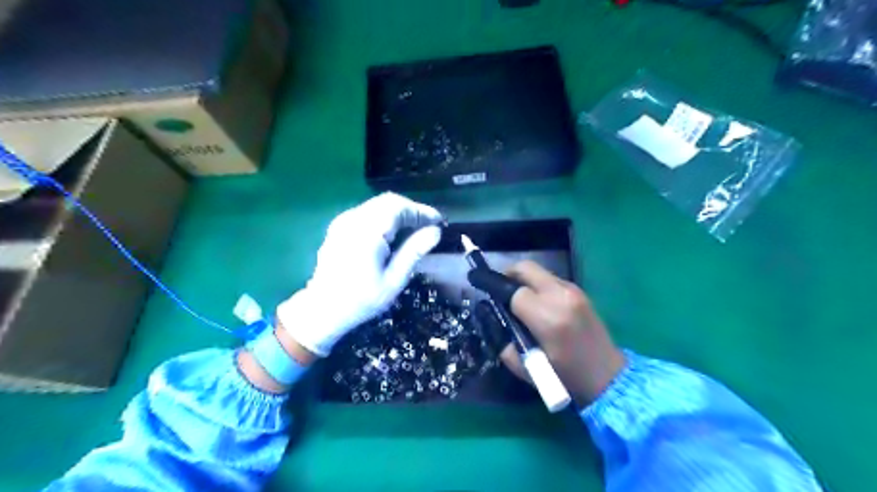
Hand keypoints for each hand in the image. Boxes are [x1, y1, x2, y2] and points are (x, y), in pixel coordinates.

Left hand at [282, 193, 441, 357]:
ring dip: (399, 212)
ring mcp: (343, 221)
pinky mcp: (339, 226)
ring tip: (414, 229)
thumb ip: (414, 251)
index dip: (421, 211)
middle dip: (411, 210)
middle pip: (388, 201)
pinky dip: (385, 216)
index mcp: (367, 232)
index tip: (438, 222)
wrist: (323, 309)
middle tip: (428, 226)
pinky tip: (393, 233)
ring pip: (378, 204)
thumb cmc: (362, 299)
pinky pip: (367, 212)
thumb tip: (435, 231)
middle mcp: (353, 219)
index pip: (399, 207)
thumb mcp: (394, 280)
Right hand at [500, 259, 621, 405]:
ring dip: (524, 280)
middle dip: (508, 274)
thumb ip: (505, 343)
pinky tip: (537, 302)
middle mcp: (560, 297)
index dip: (496, 290)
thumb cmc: (566, 377)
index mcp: (547, 317)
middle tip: (499, 289)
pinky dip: (538, 285)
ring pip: (539, 272)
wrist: (608, 376)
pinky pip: (551, 279)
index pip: (513, 291)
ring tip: (518, 298)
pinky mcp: (580, 292)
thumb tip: (494, 321)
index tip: (484, 291)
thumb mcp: (527, 368)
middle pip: (526, 268)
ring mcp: (573, 291)